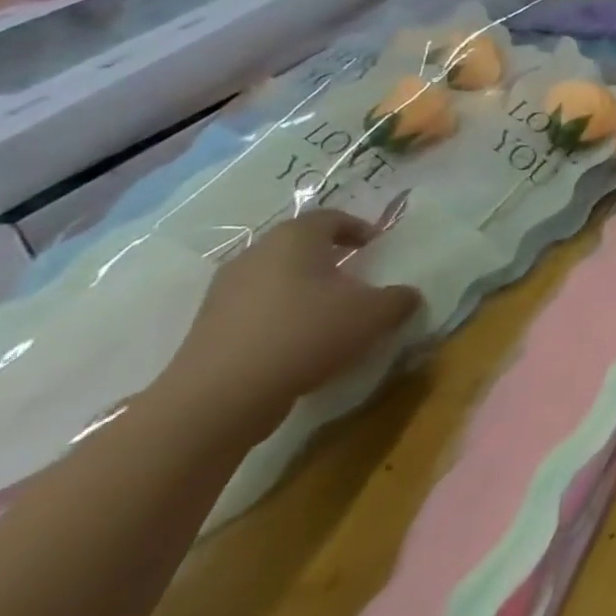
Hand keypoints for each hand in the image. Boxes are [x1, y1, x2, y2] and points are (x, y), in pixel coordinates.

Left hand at [163, 211, 421, 441]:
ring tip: (329, 315)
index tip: (376, 247)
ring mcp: (225, 291)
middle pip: (299, 246)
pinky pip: (255, 309)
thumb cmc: (305, 335)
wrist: (219, 398)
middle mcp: (255, 255)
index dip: (358, 228)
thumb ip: (399, 299)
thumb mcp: (373, 315)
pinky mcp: (209, 327)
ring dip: (303, 290)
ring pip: (276, 278)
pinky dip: (280, 317)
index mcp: (294, 239)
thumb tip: (407, 295)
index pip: (330, 217)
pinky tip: (298, 344)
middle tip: (356, 279)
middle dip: (330, 259)